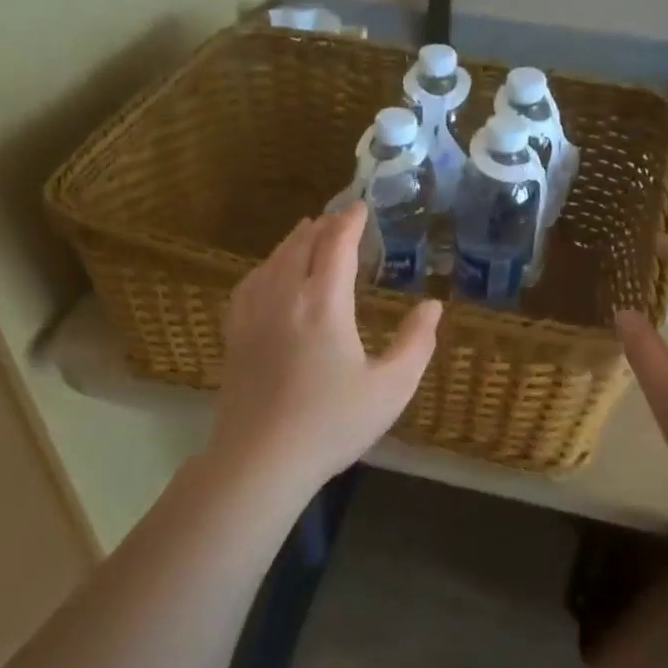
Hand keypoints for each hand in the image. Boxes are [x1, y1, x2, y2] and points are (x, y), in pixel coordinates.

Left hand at [210, 203, 442, 491]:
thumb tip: (433, 306)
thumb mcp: (391, 388)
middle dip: (323, 226)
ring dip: (294, 240)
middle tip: (339, 217)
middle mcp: (284, 296)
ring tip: (307, 232)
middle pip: (301, 245)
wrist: (260, 459)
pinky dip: (266, 266)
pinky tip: (269, 272)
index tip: (362, 207)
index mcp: (323, 303)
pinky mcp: (235, 334)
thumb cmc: (331, 424)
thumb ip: (416, 343)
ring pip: (273, 260)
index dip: (350, 222)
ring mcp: (254, 314)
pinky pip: (249, 283)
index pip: (336, 246)